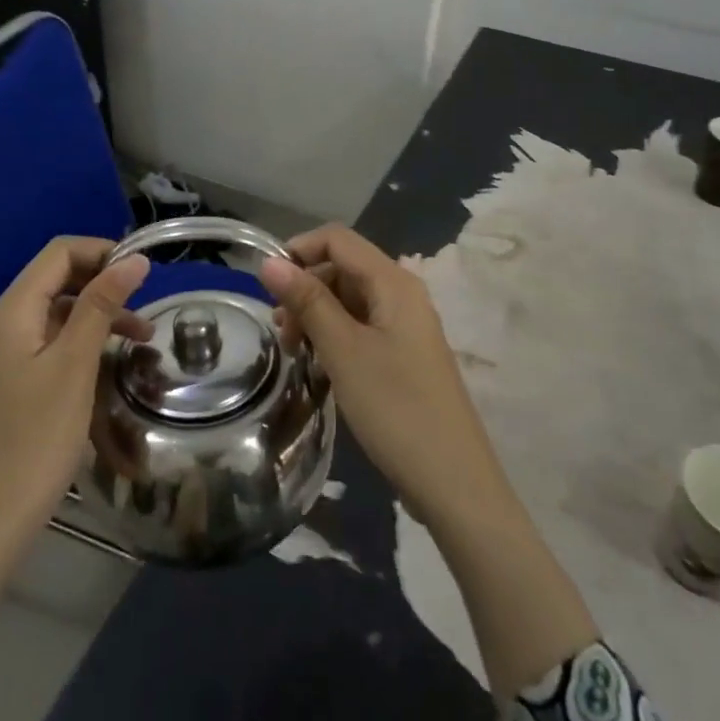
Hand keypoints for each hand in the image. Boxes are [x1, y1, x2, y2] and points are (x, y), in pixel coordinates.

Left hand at [0, 237, 151, 546]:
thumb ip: (101, 306)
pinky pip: (53, 344)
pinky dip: (85, 343)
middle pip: (58, 280)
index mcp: (12, 312)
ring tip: (144, 338)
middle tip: (149, 303)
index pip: (59, 253)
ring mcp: (6, 355)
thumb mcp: (75, 366)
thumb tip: (134, 259)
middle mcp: (3, 324)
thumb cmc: (36, 439)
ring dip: (100, 315)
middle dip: (104, 283)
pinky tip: (112, 363)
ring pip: (59, 314)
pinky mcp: (13, 382)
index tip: (146, 272)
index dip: (103, 252)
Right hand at [259, 224, 510, 533]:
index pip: (338, 239)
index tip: (266, 287)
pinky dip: (335, 337)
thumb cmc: (395, 408)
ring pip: (350, 300)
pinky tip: (319, 365)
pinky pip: (362, 327)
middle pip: (343, 268)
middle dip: (305, 288)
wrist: (452, 481)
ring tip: (294, 352)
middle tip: (280, 332)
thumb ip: (308, 302)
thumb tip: (270, 261)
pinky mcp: (404, 355)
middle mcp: (402, 294)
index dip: (298, 251)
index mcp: (393, 283)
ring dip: (316, 315)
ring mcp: (405, 326)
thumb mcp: (343, 351)